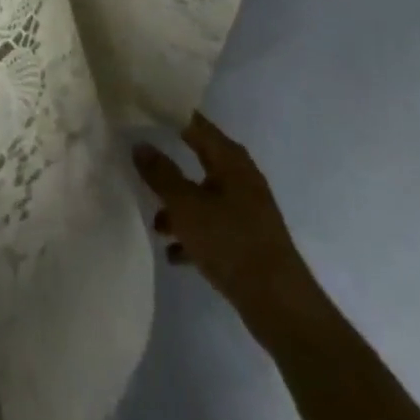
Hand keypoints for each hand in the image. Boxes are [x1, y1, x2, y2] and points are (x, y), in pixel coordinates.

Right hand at [135, 113, 301, 312]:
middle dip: (169, 162)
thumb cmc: (231, 243)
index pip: (194, 122)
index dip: (167, 114)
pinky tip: (172, 253)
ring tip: (154, 222)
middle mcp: (240, 177)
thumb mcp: (186, 206)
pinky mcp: (248, 240)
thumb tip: (139, 144)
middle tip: (138, 156)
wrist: (281, 307)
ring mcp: (246, 210)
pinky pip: (213, 227)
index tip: (139, 112)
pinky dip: (193, 235)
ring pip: (204, 196)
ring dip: (179, 206)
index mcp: (229, 159)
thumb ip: (161, 174)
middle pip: (198, 157)